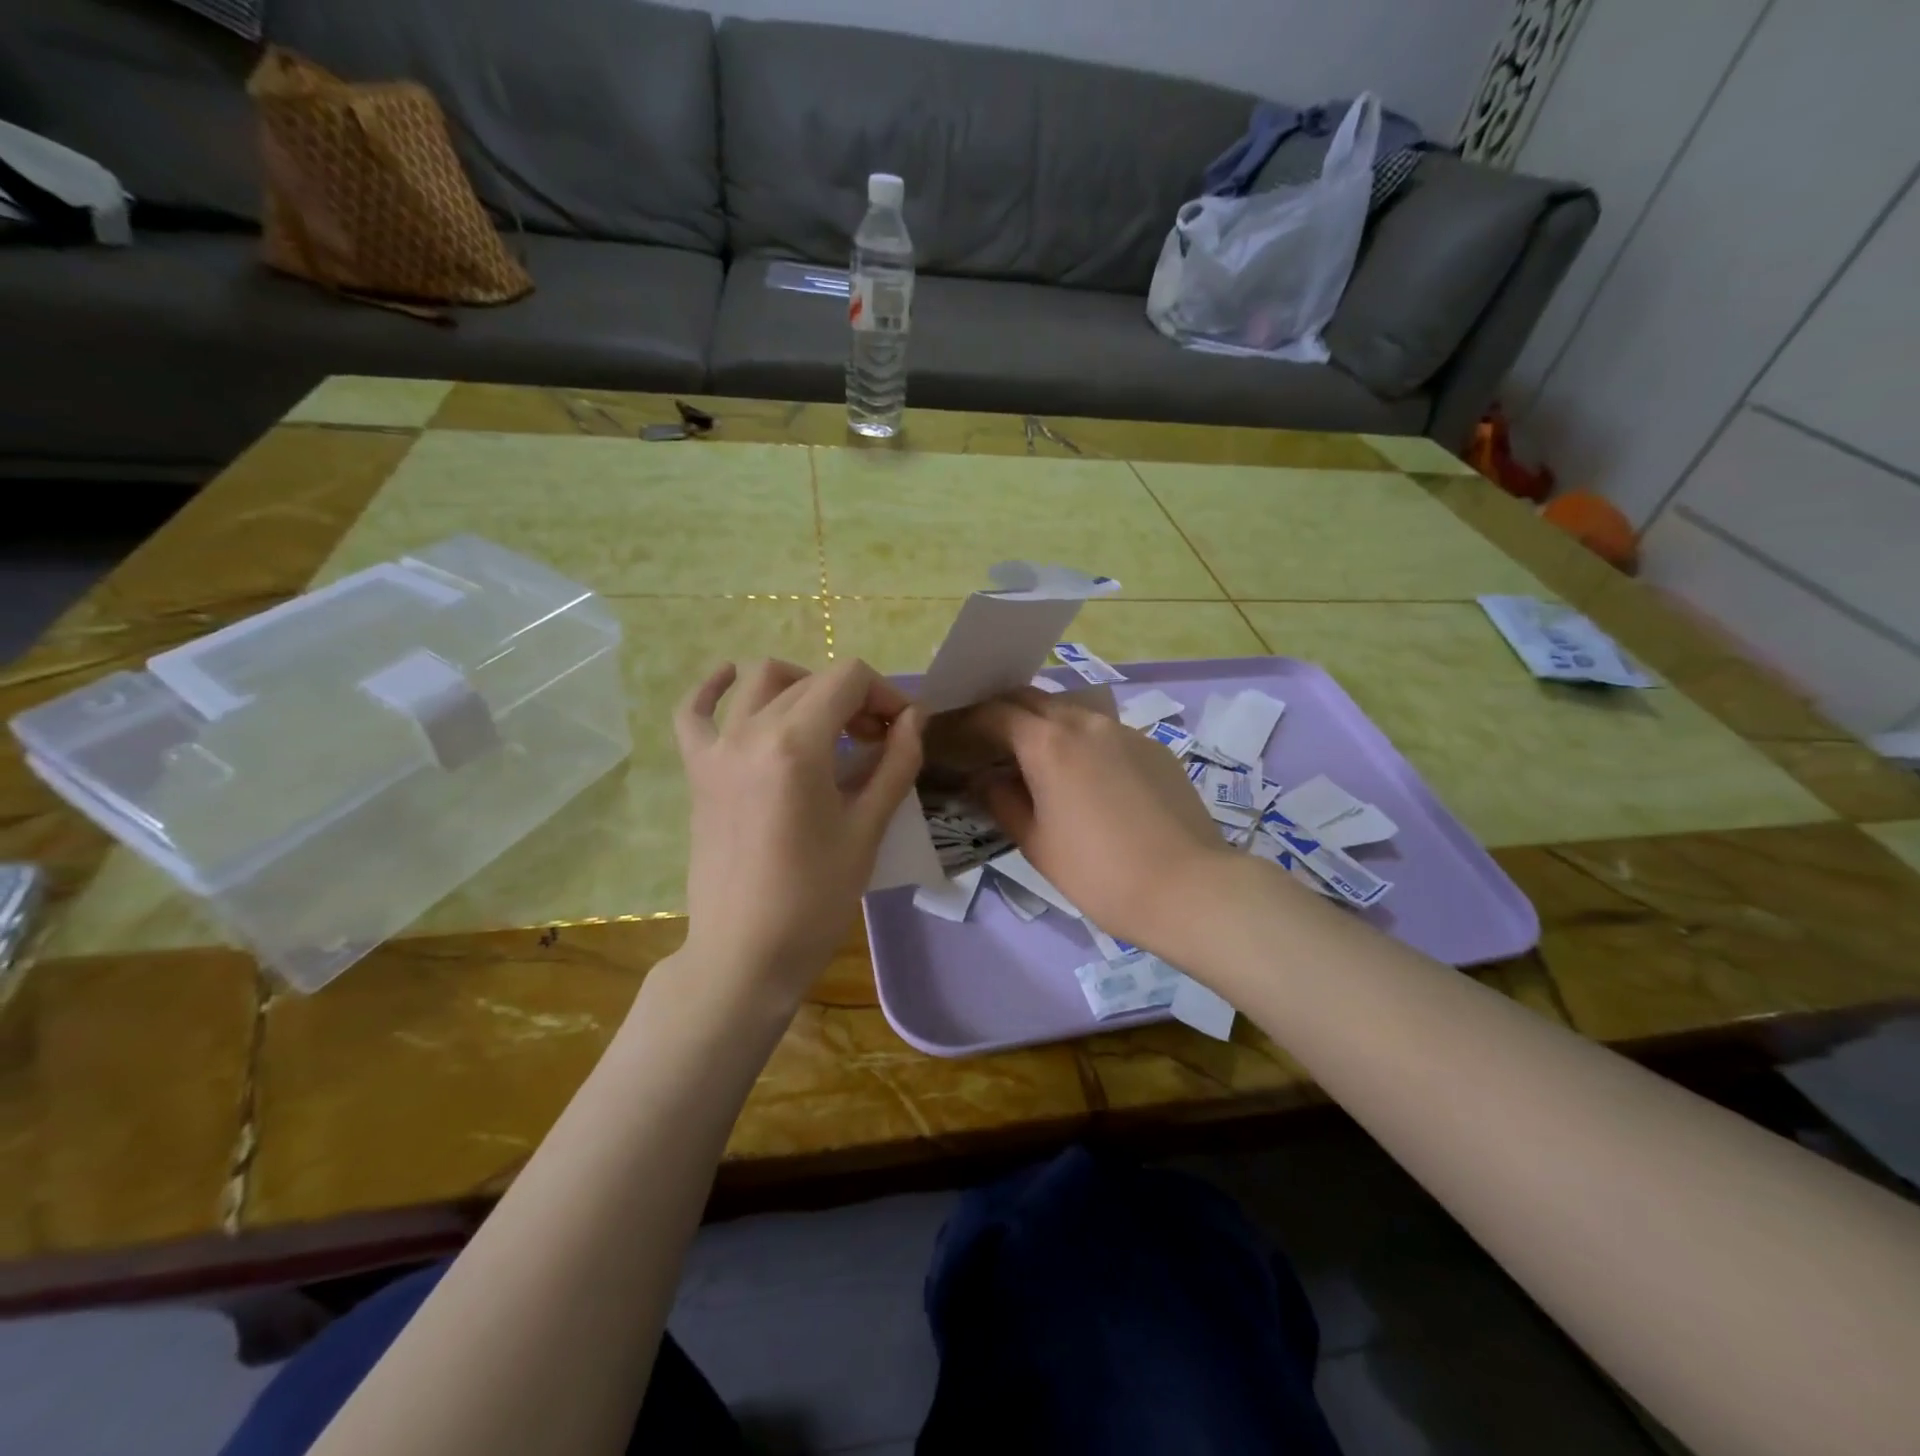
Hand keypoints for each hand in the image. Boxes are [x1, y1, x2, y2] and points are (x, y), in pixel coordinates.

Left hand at [673, 658, 921, 1012]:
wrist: (745, 953)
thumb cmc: (815, 898)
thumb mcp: (868, 830)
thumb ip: (896, 764)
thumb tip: (914, 719)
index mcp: (797, 744)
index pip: (848, 679)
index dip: (885, 694)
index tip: (902, 731)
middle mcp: (751, 732)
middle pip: (811, 681)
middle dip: (854, 699)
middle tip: (878, 741)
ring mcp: (717, 749)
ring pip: (760, 682)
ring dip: (803, 686)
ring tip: (826, 721)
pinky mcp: (698, 771)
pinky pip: (693, 712)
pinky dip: (714, 688)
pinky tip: (731, 678)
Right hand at [964, 688, 1243, 951]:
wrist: (1188, 887)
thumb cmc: (1099, 873)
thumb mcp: (1037, 843)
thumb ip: (1002, 802)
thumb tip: (984, 779)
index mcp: (1048, 743)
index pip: (996, 713)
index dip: (969, 720)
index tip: (954, 734)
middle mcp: (1085, 722)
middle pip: (1032, 699)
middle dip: (1004, 712)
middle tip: (987, 739)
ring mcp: (1125, 730)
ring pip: (1071, 711)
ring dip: (1043, 723)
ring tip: (1034, 757)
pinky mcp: (1153, 747)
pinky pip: (1105, 731)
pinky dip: (1080, 740)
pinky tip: (1085, 776)